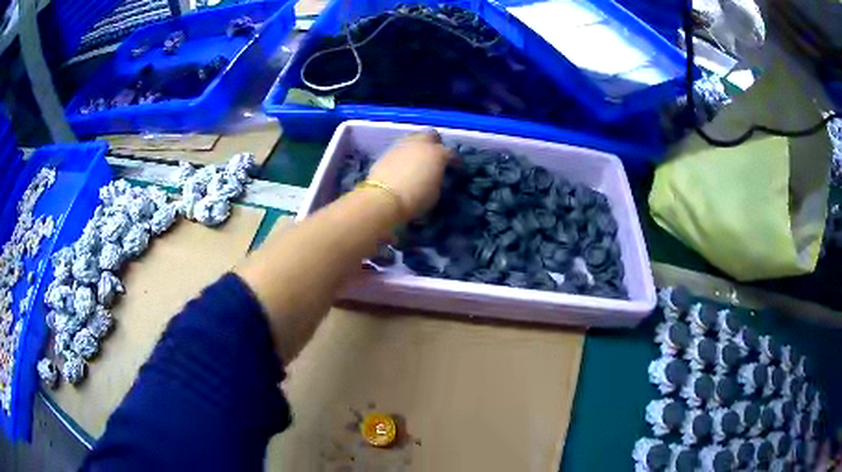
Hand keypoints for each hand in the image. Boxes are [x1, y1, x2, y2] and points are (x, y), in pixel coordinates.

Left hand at [367, 130, 450, 220]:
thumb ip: (438, 179)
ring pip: (414, 137)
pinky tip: (403, 164)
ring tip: (417, 158)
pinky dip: (404, 153)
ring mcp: (402, 145)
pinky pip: (400, 147)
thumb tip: (436, 175)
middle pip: (431, 135)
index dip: (455, 161)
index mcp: (438, 153)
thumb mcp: (436, 192)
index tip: (455, 169)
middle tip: (434, 157)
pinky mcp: (387, 151)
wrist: (384, 198)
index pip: (452, 153)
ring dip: (418, 146)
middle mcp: (421, 144)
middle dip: (435, 143)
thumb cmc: (416, 198)